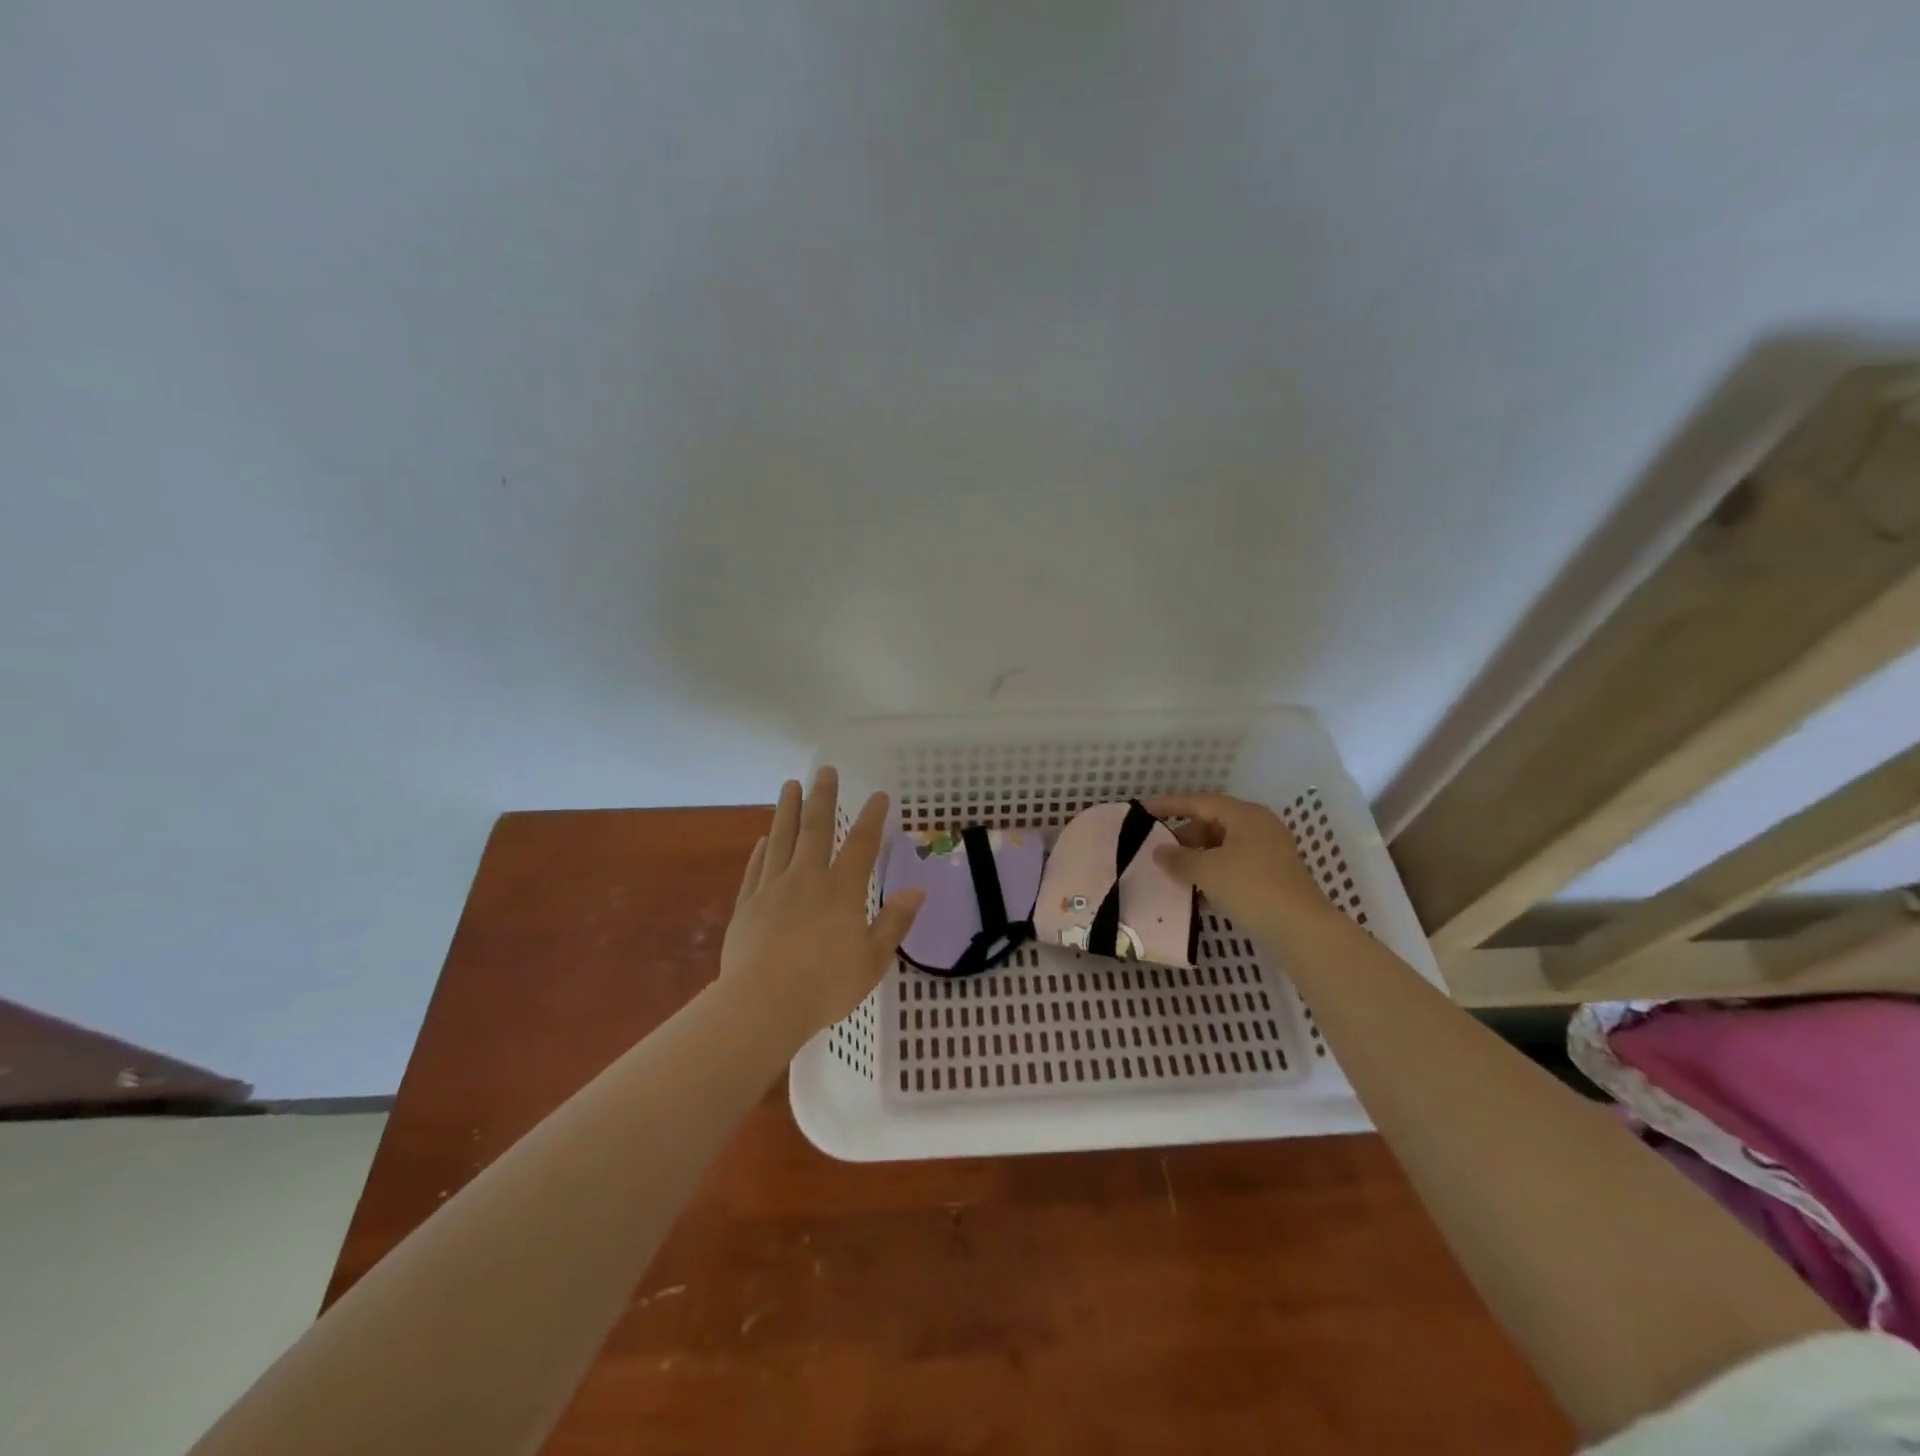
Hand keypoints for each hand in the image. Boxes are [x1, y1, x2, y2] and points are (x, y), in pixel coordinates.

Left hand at [722, 766, 924, 1031]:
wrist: (763, 1004)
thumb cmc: (825, 986)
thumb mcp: (873, 959)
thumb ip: (894, 922)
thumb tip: (917, 890)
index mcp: (841, 890)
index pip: (862, 845)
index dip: (872, 818)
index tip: (878, 795)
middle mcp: (807, 879)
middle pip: (816, 829)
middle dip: (823, 798)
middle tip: (825, 770)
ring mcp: (773, 889)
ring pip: (782, 839)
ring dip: (788, 810)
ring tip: (790, 786)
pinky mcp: (747, 905)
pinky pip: (756, 869)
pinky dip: (761, 851)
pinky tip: (764, 839)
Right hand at [1144, 792, 1331, 933]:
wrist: (1301, 930)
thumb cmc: (1251, 888)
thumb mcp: (1207, 871)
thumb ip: (1178, 858)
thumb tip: (1159, 851)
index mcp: (1245, 815)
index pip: (1199, 801)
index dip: (1169, 805)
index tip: (1142, 811)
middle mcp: (1259, 827)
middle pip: (1212, 823)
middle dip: (1183, 837)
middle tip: (1157, 851)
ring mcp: (1268, 853)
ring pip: (1222, 848)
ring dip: (1196, 859)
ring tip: (1172, 874)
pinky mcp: (1272, 878)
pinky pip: (1233, 867)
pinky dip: (1213, 875)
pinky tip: (1195, 894)